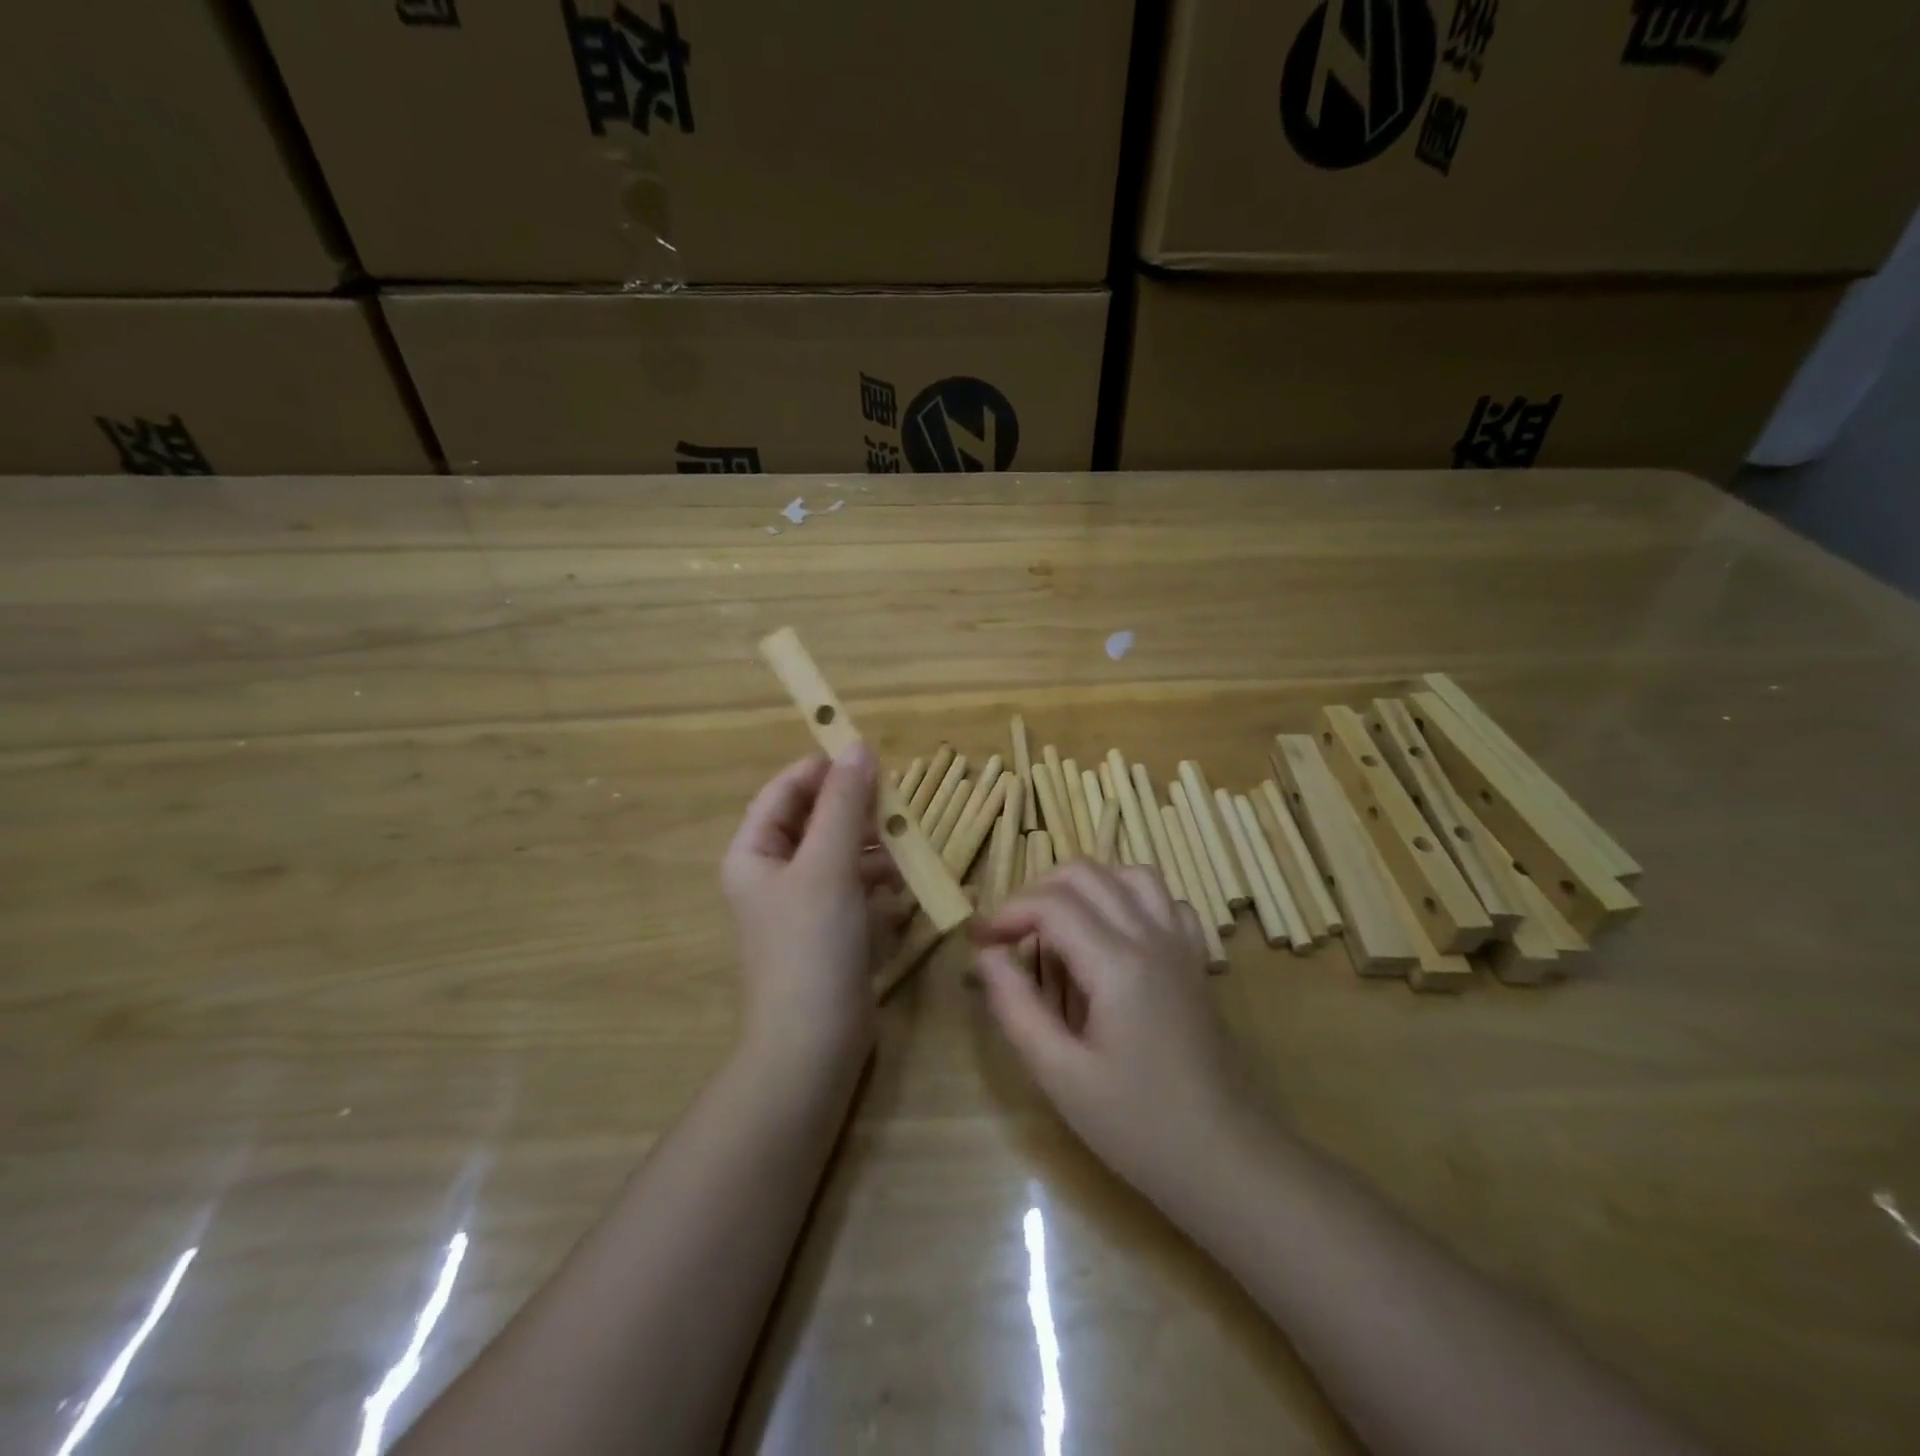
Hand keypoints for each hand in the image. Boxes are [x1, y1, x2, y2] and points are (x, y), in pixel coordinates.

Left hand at [721, 746, 901, 1067]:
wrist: (813, 1045)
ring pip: (841, 853)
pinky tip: (902, 887)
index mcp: (755, 853)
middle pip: (817, 820)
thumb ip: (844, 805)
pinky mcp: (830, 930)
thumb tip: (859, 747)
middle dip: (857, 811)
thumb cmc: (811, 946)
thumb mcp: (828, 866)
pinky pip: (855, 888)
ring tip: (907, 846)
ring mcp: (803, 904)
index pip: (786, 791)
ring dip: (873, 847)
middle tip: (898, 803)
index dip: (824, 769)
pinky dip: (877, 882)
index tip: (870, 756)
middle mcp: (774, 873)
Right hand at [972, 862, 1260, 1203]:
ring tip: (1058, 922)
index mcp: (1117, 964)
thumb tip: (986, 955)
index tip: (981, 941)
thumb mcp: (1060, 1076)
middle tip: (1011, 933)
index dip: (1008, 913)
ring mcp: (1181, 944)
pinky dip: (1131, 898)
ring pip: (1130, 874)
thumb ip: (1017, 1006)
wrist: (1227, 1161)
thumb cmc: (1138, 1126)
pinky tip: (1114, 933)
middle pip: (1087, 874)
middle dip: (1037, 891)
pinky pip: (1165, 900)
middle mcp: (1152, 937)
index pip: (1051, 904)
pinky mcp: (1196, 960)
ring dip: (1085, 885)